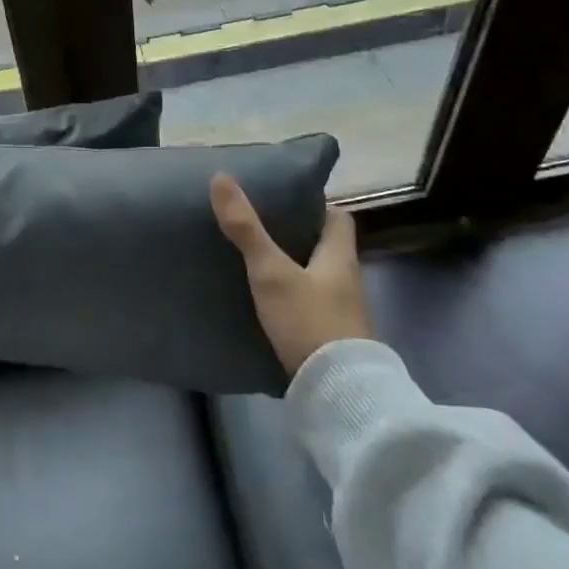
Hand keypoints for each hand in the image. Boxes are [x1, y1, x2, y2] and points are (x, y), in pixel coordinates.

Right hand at [210, 173, 370, 375]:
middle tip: (258, 229)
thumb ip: (246, 228)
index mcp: (340, 256)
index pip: (338, 218)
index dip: (315, 206)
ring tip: (254, 262)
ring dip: (292, 269)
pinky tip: (264, 303)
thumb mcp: (271, 271)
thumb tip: (221, 177)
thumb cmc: (309, 320)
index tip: (284, 201)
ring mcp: (341, 312)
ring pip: (315, 277)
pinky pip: (309, 306)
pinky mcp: (329, 338)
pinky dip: (290, 299)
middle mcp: (347, 280)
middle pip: (324, 247)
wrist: (337, 391)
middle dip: (296, 237)